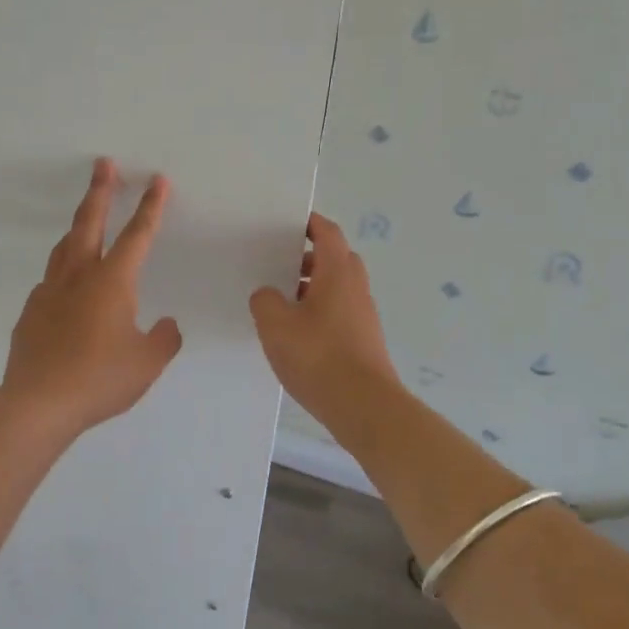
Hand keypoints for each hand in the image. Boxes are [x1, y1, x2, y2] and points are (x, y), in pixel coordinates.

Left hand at [0, 158, 183, 442]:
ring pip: (65, 247)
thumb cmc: (99, 379)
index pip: (138, 235)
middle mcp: (79, 277)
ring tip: (84, 217)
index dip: (151, 207)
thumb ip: (163, 340)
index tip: (157, 180)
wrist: (38, 403)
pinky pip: (51, 282)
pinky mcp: (31, 311)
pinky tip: (67, 288)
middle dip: (100, 191)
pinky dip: (63, 272)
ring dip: (77, 226)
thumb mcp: (146, 363)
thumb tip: (168, 325)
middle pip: (89, 222)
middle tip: (103, 165)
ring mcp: (49, 291)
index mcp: (112, 282)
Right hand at [249, 213, 400, 438]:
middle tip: (276, 264)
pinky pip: (337, 313)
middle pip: (334, 259)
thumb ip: (265, 300)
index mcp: (337, 273)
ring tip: (278, 302)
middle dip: (306, 258)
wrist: (363, 406)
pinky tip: (294, 334)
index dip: (309, 223)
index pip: (327, 233)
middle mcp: (355, 288)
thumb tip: (268, 294)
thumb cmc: (318, 356)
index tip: (286, 222)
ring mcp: (362, 316)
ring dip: (310, 288)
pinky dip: (317, 312)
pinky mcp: (362, 341)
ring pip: (335, 288)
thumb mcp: (275, 324)